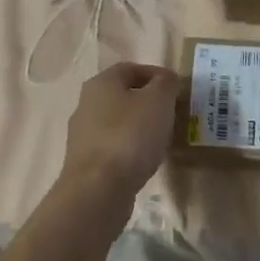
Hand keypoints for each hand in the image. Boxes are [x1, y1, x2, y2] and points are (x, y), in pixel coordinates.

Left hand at [60, 62, 181, 206]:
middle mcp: (87, 104)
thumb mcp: (159, 101)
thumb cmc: (130, 136)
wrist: (98, 191)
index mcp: (101, 83)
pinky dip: (130, 150)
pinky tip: (145, 162)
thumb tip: (167, 79)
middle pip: (123, 96)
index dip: (156, 75)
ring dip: (140, 128)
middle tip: (172, 114)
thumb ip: (166, 83)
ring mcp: (83, 136)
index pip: (131, 68)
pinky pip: (114, 148)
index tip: (176, 90)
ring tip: (162, 140)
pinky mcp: (85, 164)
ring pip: (118, 123)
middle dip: (148, 103)